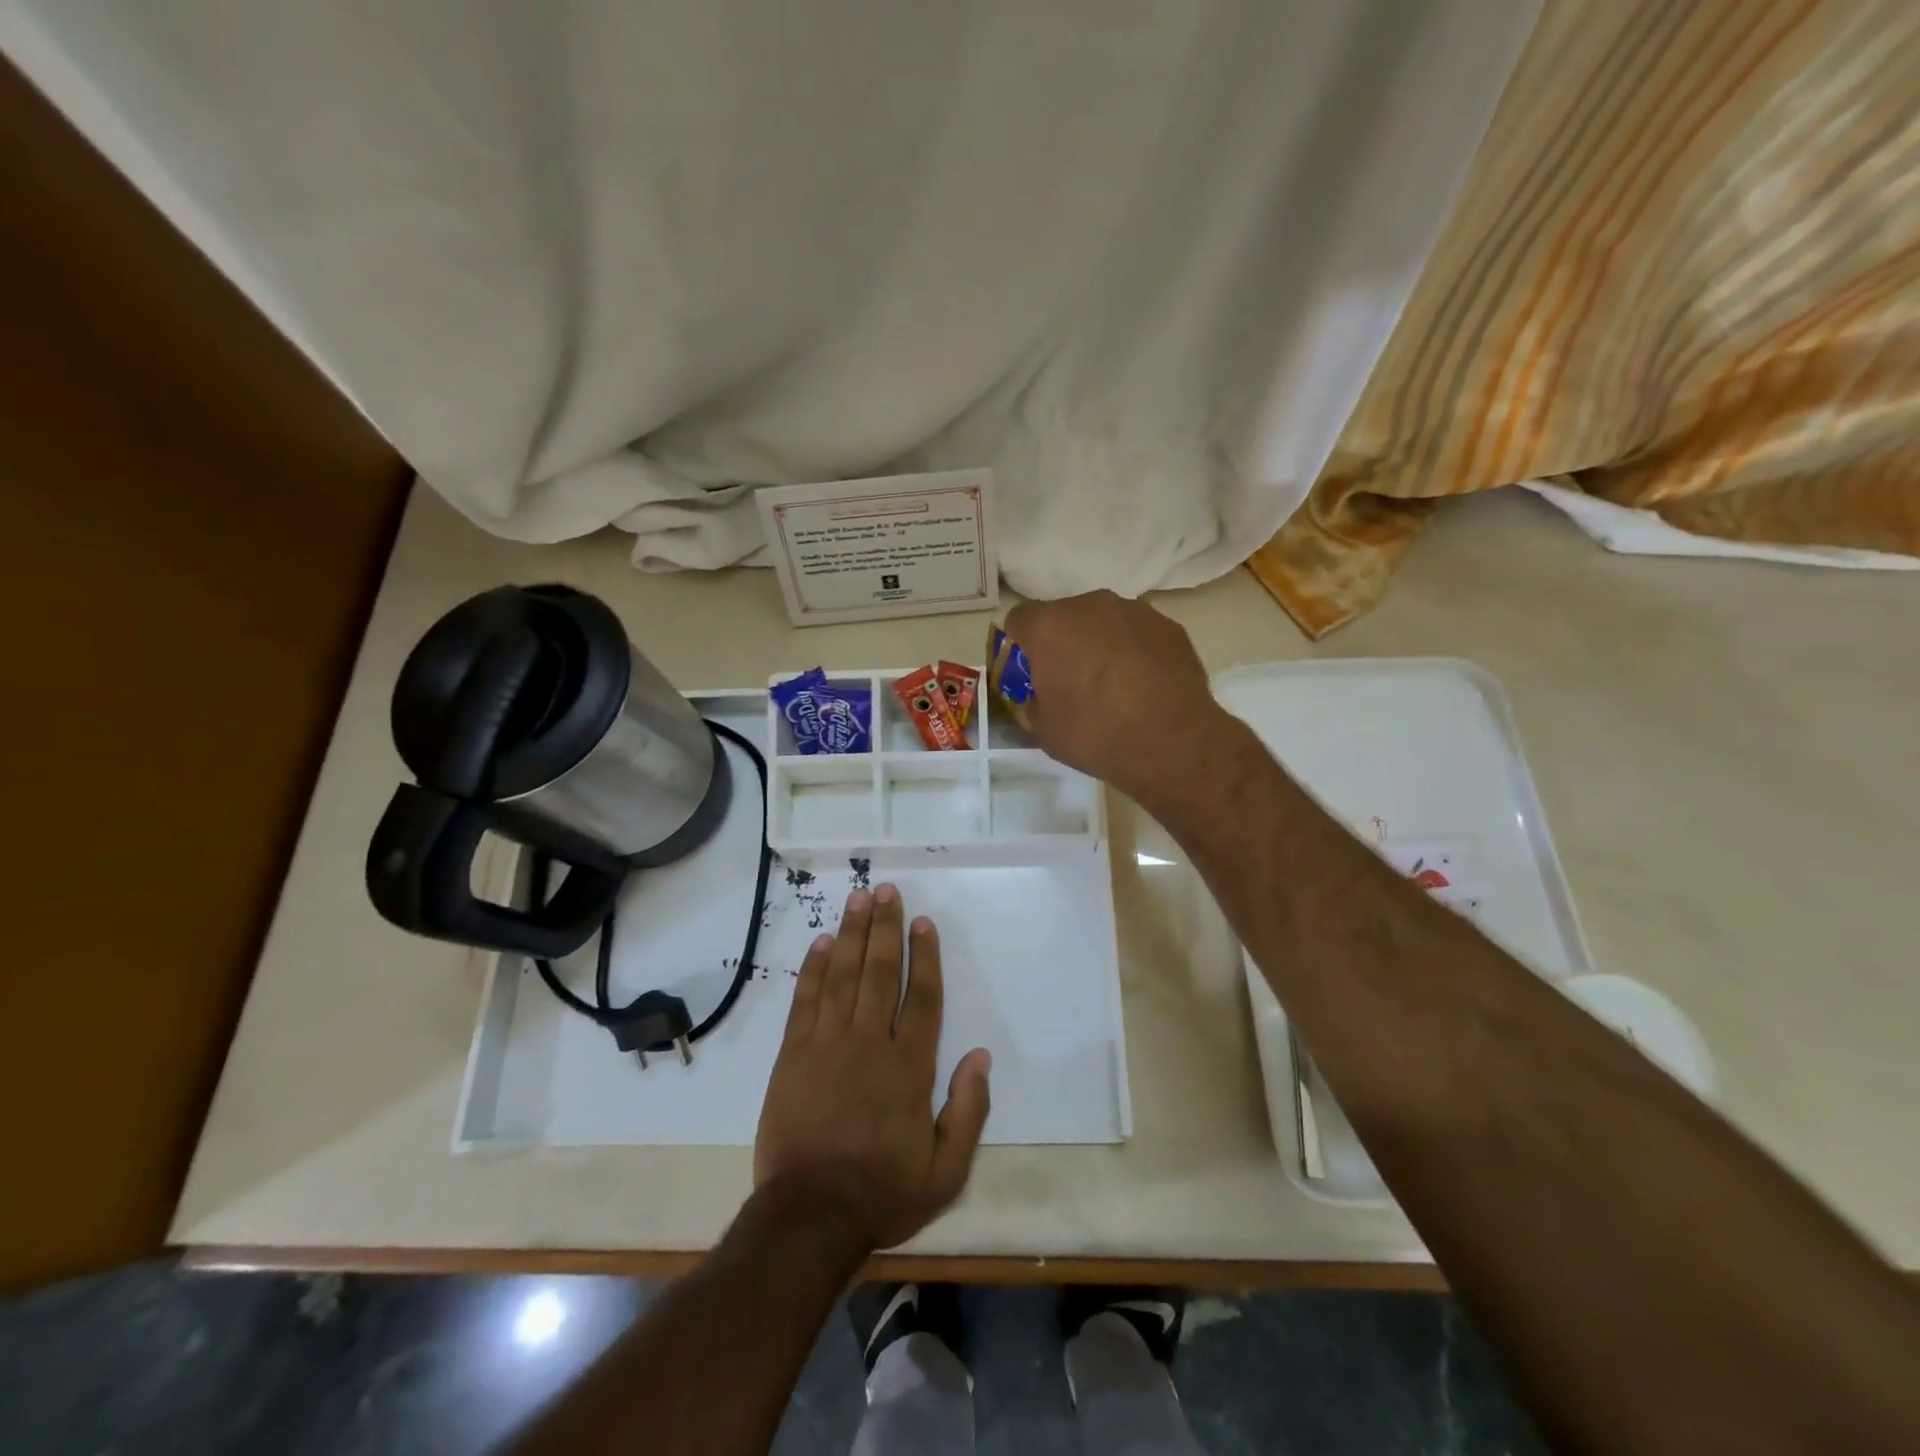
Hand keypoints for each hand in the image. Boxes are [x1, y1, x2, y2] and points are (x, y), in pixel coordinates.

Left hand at [754, 884, 991, 1251]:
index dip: (924, 956)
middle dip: (884, 928)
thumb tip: (980, 1056)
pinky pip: (805, 1002)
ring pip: (842, 976)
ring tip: (857, 899)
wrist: (809, 1217)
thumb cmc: (883, 1192)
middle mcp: (869, 1044)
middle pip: (879, 973)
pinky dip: (814, 969)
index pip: (921, 997)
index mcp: (909, 1068)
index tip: (922, 923)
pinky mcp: (793, 1056)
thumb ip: (968, 1111)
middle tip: (885, 890)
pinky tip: (821, 943)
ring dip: (851, 935)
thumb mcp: (946, 1169)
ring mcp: (827, 1045)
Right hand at [1004, 590, 1232, 808]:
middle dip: (1062, 641)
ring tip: (1112, 681)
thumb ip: (1033, 702)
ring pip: (1104, 620)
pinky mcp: (1168, 625)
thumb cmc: (1095, 734)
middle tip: (1070, 678)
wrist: (1171, 742)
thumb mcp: (1044, 729)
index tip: (1028, 670)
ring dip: (1100, 642)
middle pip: (1064, 616)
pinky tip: (1143, 683)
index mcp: (1049, 626)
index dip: (1019, 644)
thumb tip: (1041, 696)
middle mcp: (1089, 606)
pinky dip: (1134, 649)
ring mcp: (1134, 611)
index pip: (1019, 619)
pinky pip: (1138, 633)